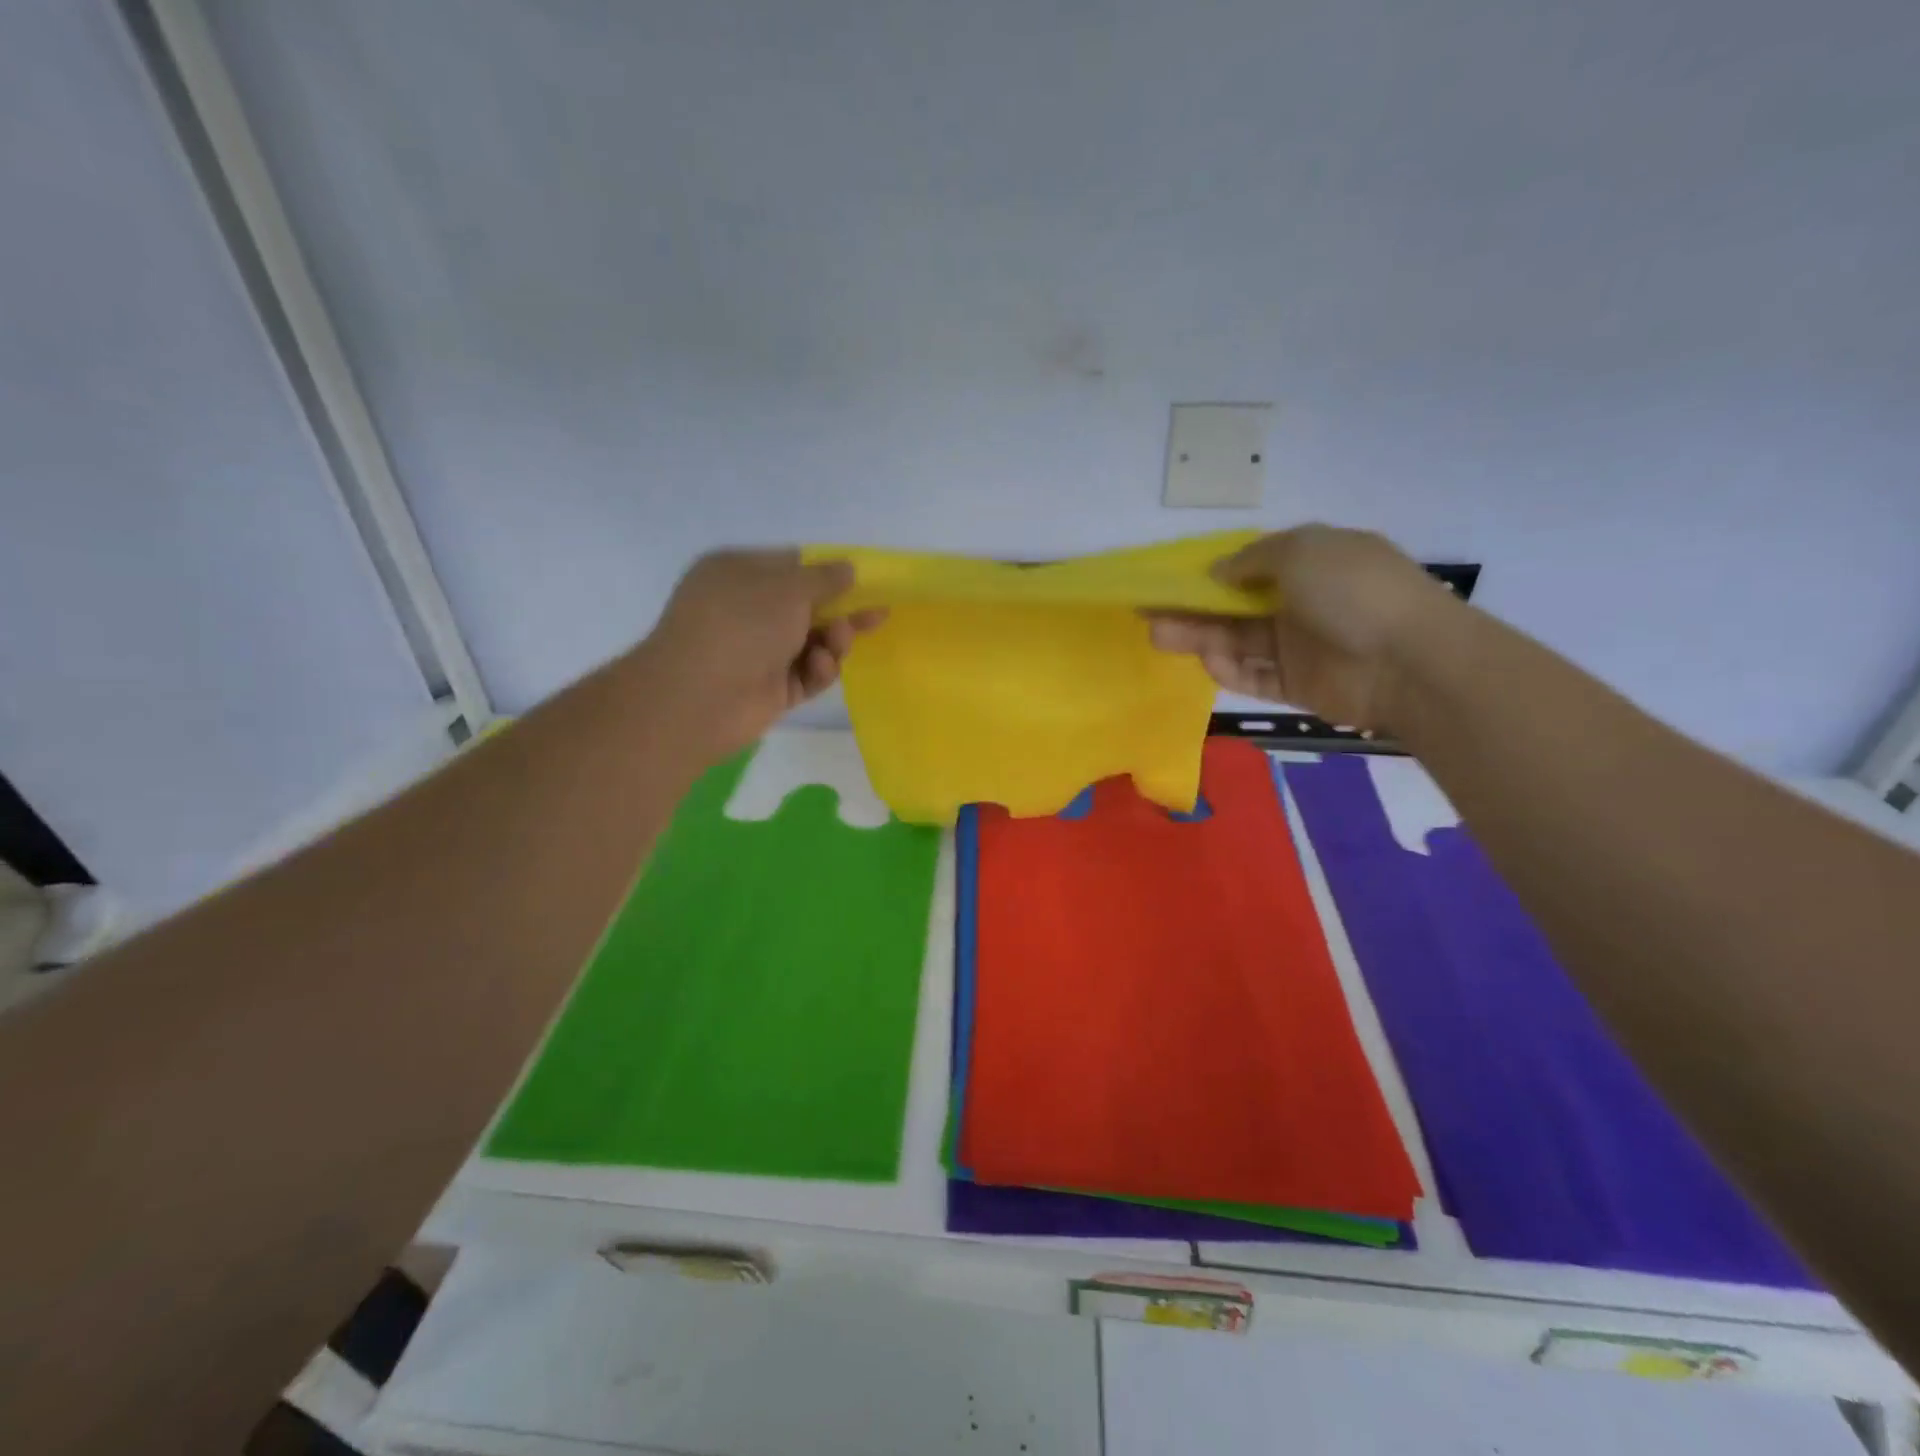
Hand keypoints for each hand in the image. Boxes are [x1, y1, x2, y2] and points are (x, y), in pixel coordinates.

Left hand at [641, 550, 883, 760]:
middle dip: (842, 611)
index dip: (828, 573)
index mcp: (738, 574)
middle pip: (807, 607)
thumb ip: (824, 578)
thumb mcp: (787, 588)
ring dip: (832, 642)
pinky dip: (818, 670)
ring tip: (836, 643)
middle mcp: (746, 610)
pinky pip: (806, 674)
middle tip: (879, 615)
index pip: (791, 566)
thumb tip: (848, 568)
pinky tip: (818, 667)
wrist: (699, 698)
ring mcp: (757, 651)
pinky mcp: (770, 688)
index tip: (864, 580)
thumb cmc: (741, 625)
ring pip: (812, 643)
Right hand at [1146, 525, 1459, 731]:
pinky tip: (1209, 662)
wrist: (1409, 661)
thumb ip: (1252, 558)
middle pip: (1235, 607)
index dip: (1211, 573)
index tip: (1172, 580)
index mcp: (1311, 562)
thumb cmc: (1353, 590)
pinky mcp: (1296, 686)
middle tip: (1151, 613)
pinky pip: (1253, 676)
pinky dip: (1229, 670)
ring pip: (1237, 641)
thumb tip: (1217, 572)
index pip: (1251, 566)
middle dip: (1193, 609)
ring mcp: (1299, 646)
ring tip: (1159, 636)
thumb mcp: (1302, 550)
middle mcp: (1302, 602)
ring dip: (1199, 638)